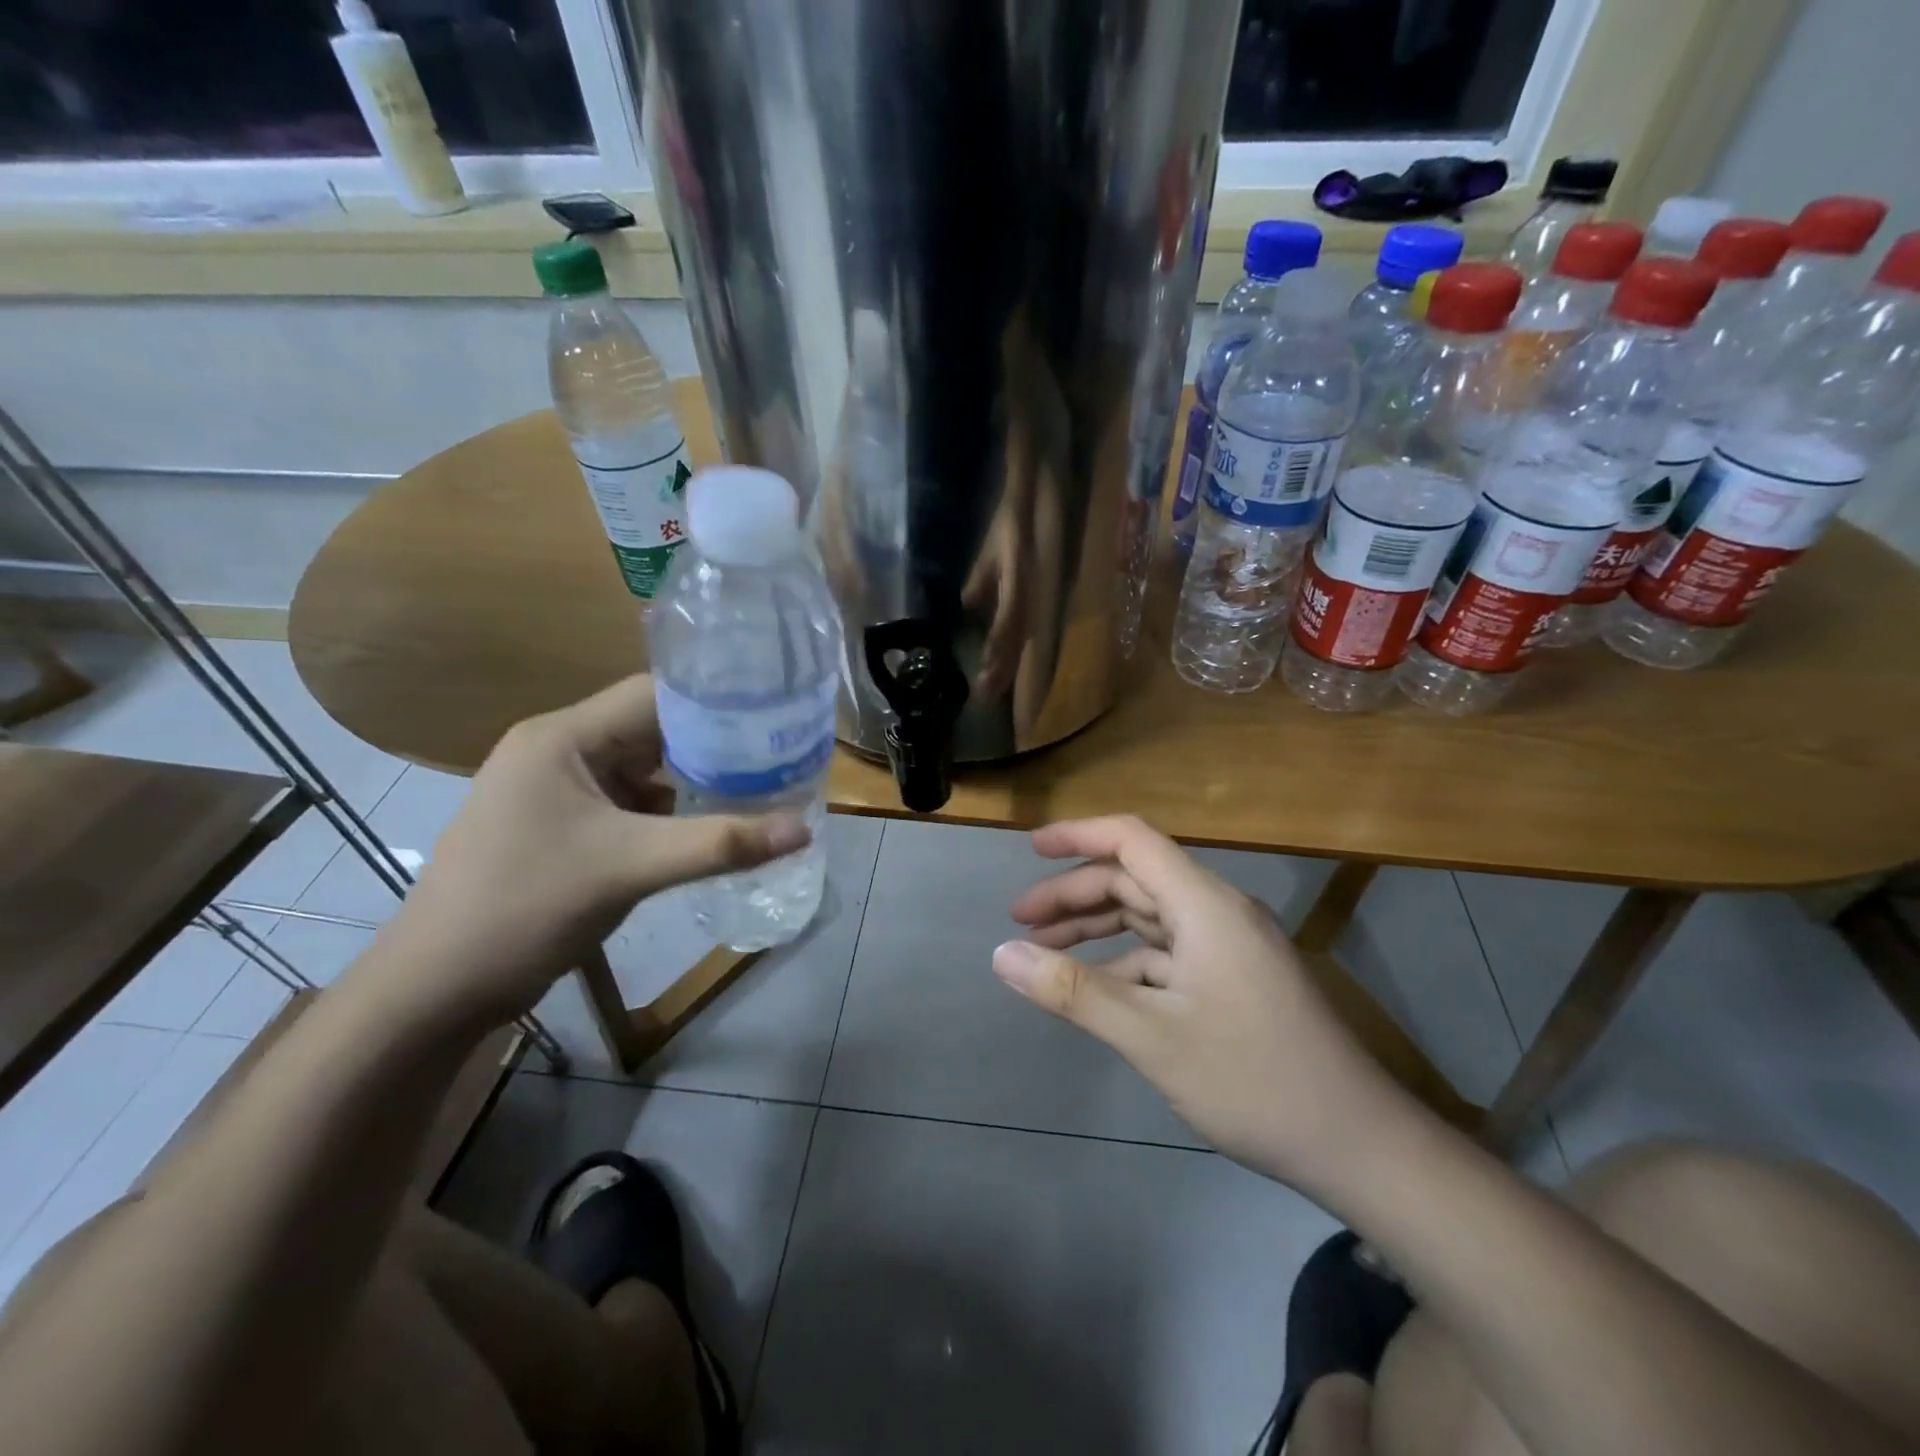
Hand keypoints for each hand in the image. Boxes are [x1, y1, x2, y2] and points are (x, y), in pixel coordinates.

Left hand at [367, 675, 808, 1026]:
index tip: (776, 714)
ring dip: (698, 781)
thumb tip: (803, 830)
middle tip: (781, 754)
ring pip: (647, 771)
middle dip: (716, 745)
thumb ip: (720, 845)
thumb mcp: (630, 868)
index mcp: (563, 737)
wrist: (437, 989)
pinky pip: (634, 805)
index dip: (717, 701)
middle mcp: (561, 751)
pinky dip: (674, 813)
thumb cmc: (524, 908)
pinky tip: (717, 826)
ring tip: (764, 786)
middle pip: (654, 731)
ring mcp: (562, 791)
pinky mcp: (568, 827)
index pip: (653, 696)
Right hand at [995, 816, 1401, 1195]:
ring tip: (1045, 951)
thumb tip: (1002, 955)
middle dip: (1075, 894)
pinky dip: (1126, 961)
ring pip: (1149, 917)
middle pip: (1135, 879)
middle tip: (1020, 923)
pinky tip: (1098, 990)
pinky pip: (1168, 953)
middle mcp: (1218, 913)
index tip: (1030, 849)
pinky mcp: (1235, 980)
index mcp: (1205, 905)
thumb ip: (1074, 992)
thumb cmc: (1254, 1081)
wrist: (1358, 1146)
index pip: (1133, 840)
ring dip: (1097, 927)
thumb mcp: (1152, 1037)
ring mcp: (1230, 948)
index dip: (1079, 835)